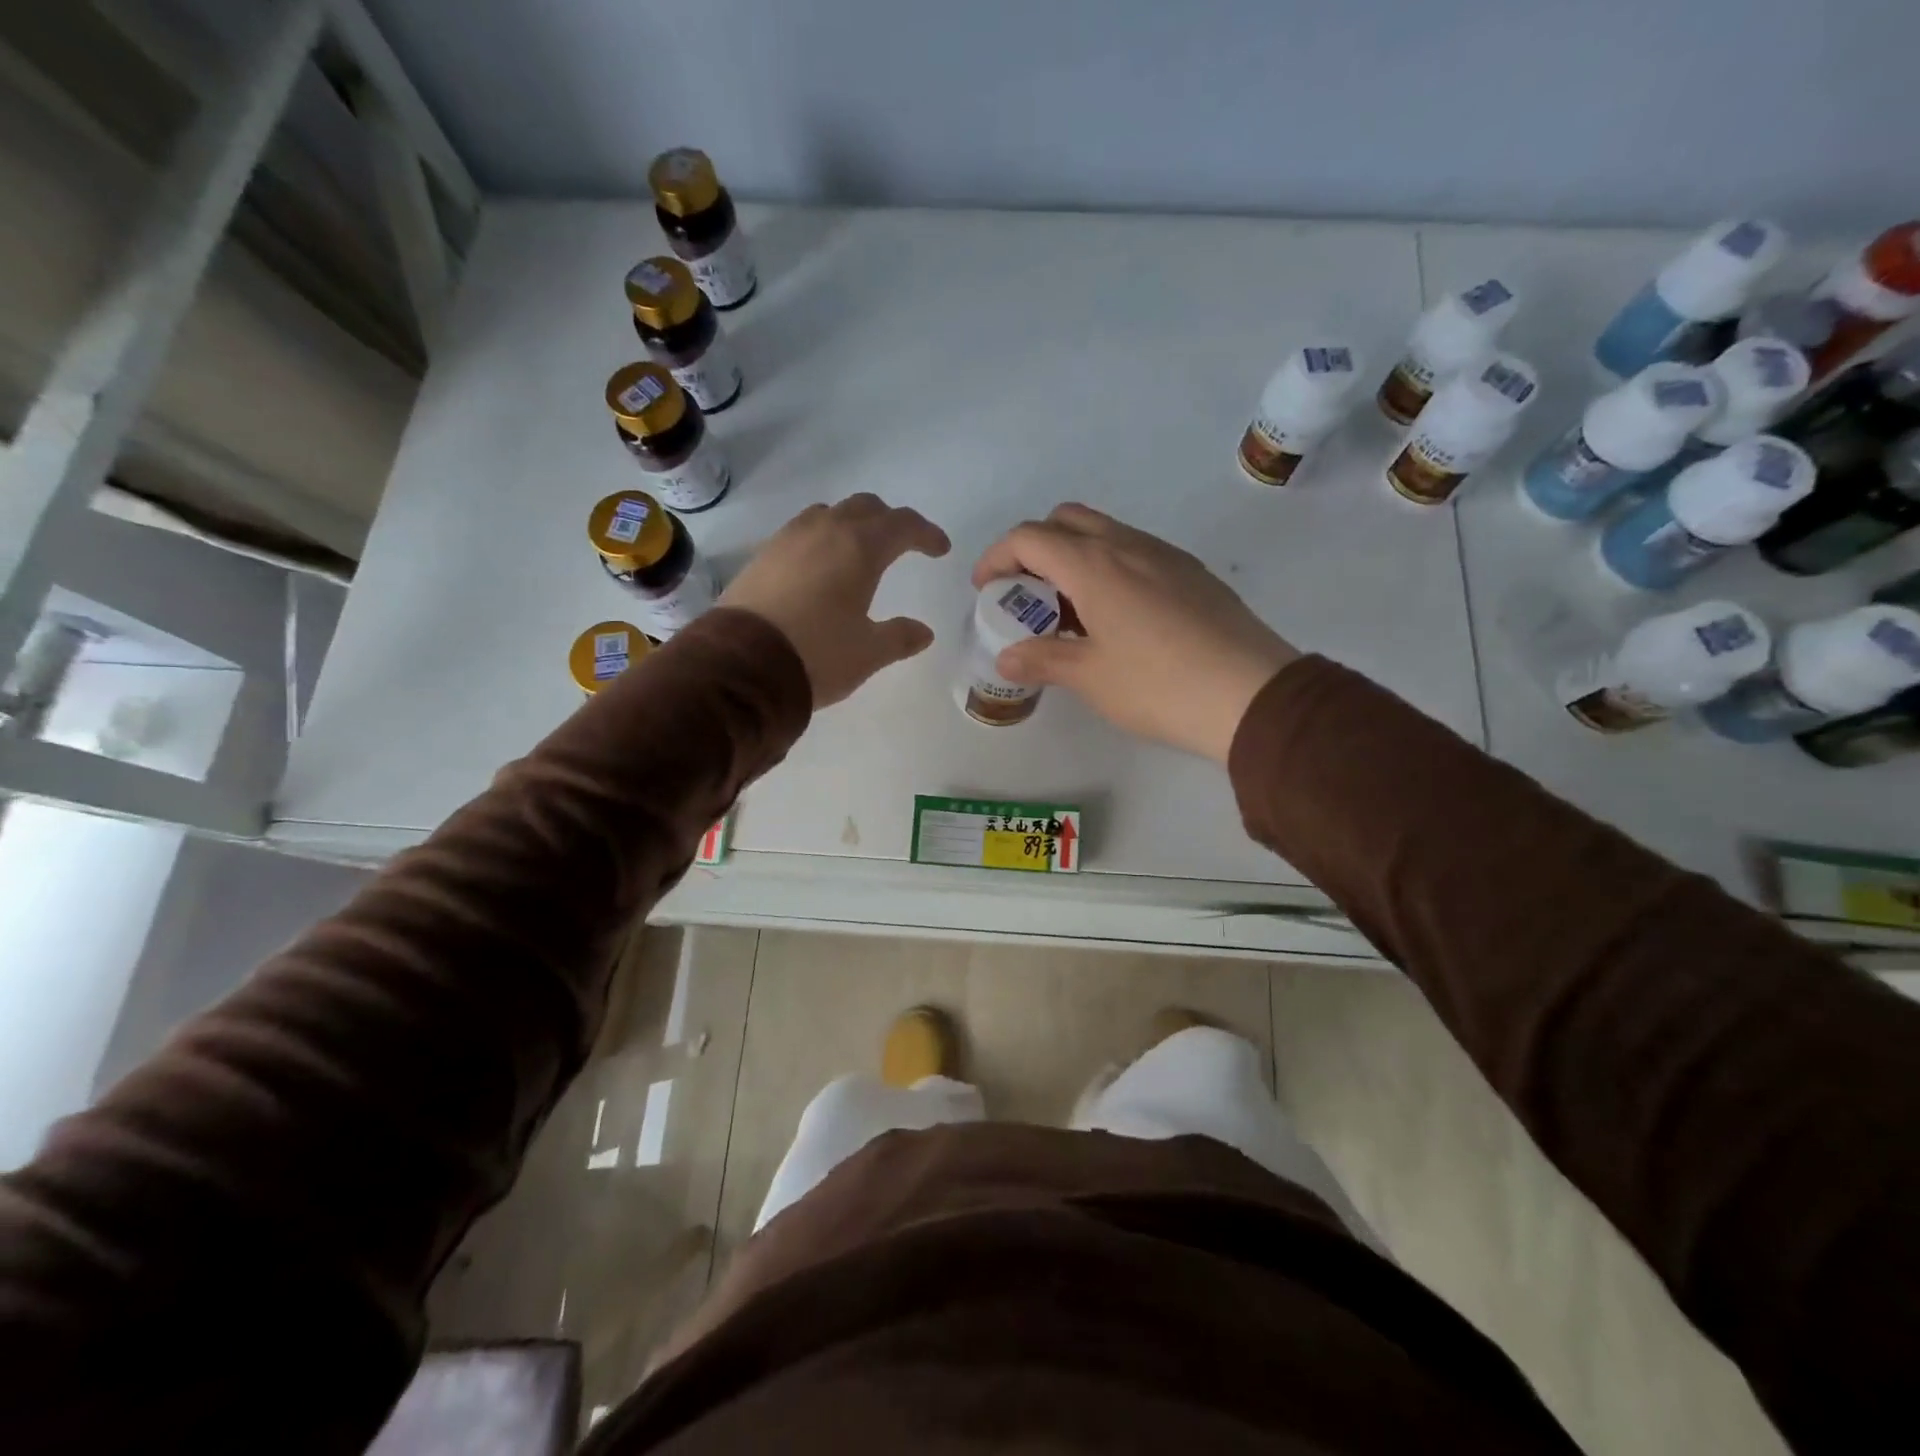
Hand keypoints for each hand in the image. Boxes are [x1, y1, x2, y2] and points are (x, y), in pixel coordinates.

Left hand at [722, 493, 950, 707]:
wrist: (741, 665)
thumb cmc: (817, 655)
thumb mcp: (868, 653)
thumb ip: (899, 637)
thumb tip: (923, 632)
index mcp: (860, 548)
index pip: (902, 525)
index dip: (926, 534)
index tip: (940, 550)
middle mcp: (825, 531)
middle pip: (865, 507)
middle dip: (889, 521)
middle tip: (902, 544)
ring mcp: (788, 539)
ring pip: (828, 513)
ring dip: (851, 524)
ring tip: (858, 551)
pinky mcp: (762, 555)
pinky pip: (800, 532)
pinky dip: (821, 539)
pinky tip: (819, 567)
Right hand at [971, 504, 1298, 762]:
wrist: (1252, 694)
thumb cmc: (1158, 685)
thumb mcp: (1090, 677)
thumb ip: (1042, 660)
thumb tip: (1007, 657)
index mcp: (1094, 564)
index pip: (1029, 537)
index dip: (997, 558)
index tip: (986, 590)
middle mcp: (1128, 545)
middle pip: (1066, 519)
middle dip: (1034, 547)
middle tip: (1027, 594)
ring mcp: (1165, 555)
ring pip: (1105, 532)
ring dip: (1074, 556)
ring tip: (1069, 609)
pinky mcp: (1192, 573)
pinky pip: (1136, 551)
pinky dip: (1108, 567)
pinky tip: (1116, 615)